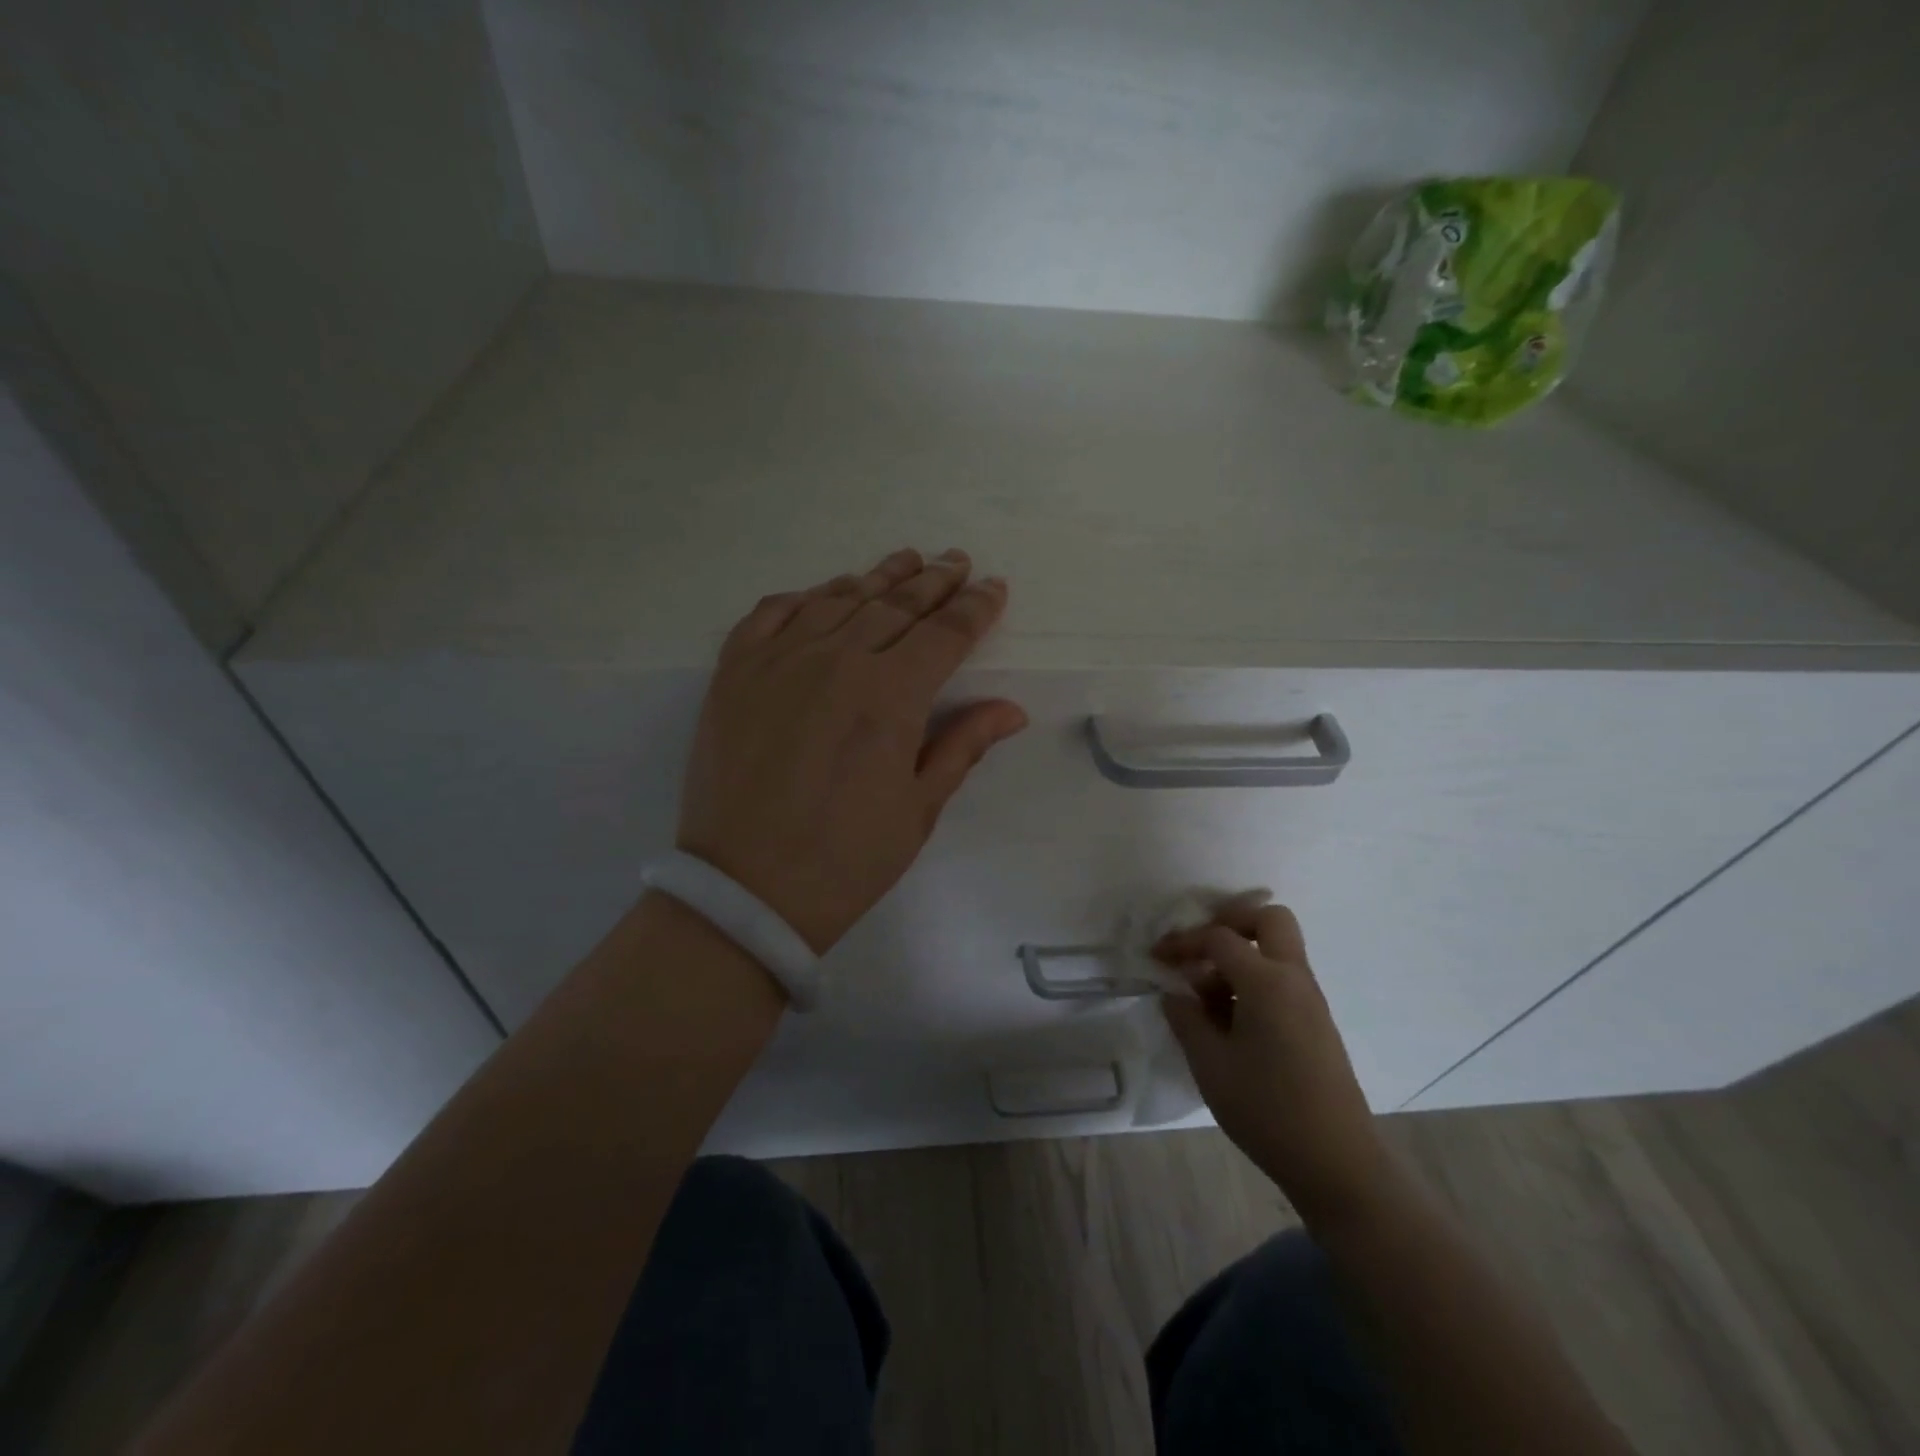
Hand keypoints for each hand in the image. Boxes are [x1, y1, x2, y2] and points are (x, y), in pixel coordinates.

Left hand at [676, 549, 1027, 957]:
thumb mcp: (918, 809)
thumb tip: (1011, 709)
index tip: (993, 587)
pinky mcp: (734, 672)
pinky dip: (804, 596)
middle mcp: (836, 661)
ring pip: (838, 599)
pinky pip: (772, 613)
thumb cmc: (845, 859)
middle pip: (895, 605)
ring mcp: (778, 660)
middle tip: (957, 562)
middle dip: (934, 582)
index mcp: (890, 696)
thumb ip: (963, 746)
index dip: (974, 608)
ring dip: (877, 577)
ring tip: (905, 560)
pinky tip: (825, 593)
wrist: (745, 891)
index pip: (944, 634)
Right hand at [1156, 896, 1394, 1230]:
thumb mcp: (1210, 1064)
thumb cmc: (1267, 1110)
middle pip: (1269, 920)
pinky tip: (1230, 1023)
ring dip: (1241, 958)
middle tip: (1199, 950)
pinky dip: (1255, 982)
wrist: (1338, 1165)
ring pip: (1277, 951)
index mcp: (1267, 982)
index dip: (1183, 942)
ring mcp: (1311, 1002)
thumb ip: (1186, 1019)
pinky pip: (1284, 981)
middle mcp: (1295, 979)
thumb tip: (1175, 994)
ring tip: (1207, 1000)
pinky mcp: (1317, 1025)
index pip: (1220, 939)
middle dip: (1230, 923)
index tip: (1157, 958)